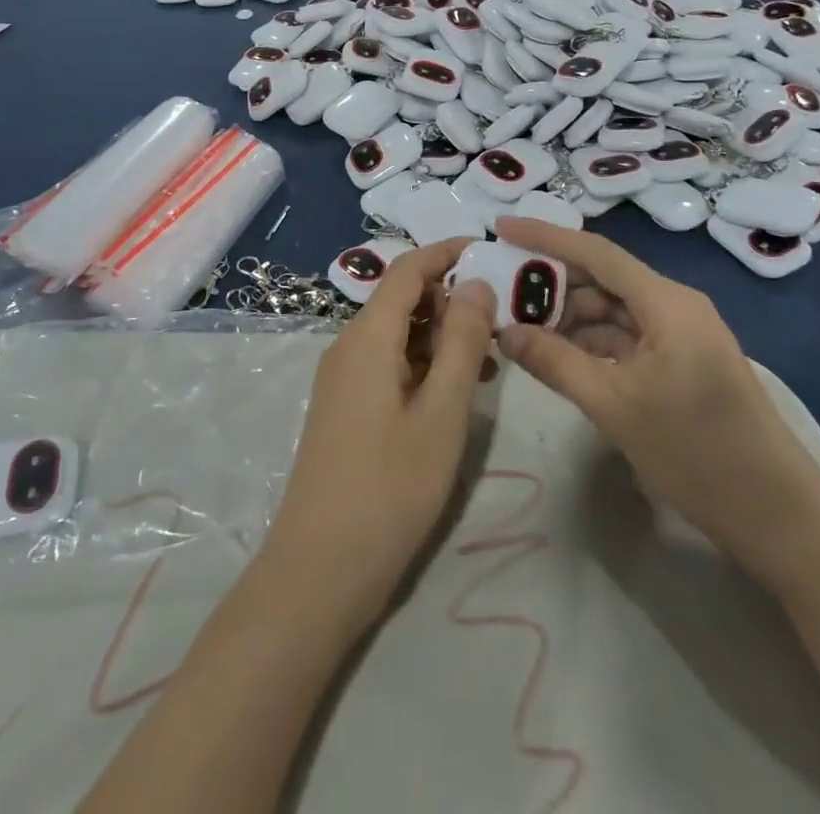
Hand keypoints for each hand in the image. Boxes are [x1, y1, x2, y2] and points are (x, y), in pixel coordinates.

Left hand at [259, 238, 495, 631]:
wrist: (320, 569)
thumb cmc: (390, 486)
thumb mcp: (442, 411)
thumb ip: (462, 341)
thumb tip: (477, 284)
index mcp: (368, 336)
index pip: (407, 270)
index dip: (445, 253)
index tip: (489, 251)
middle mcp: (349, 346)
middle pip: (402, 300)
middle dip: (450, 301)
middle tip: (499, 326)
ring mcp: (343, 379)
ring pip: (398, 335)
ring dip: (441, 337)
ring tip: (487, 366)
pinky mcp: (345, 408)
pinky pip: (389, 365)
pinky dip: (423, 365)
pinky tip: (454, 395)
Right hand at [492, 218, 819, 585]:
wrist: (780, 518)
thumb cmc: (697, 453)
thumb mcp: (614, 405)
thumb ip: (554, 362)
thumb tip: (504, 332)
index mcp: (667, 302)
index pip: (595, 252)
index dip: (544, 236)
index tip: (500, 227)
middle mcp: (675, 306)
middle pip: (603, 279)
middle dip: (552, 283)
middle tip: (500, 290)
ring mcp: (681, 336)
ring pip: (613, 310)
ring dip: (569, 317)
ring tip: (521, 327)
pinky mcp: (683, 364)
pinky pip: (627, 337)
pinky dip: (592, 342)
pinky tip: (559, 356)